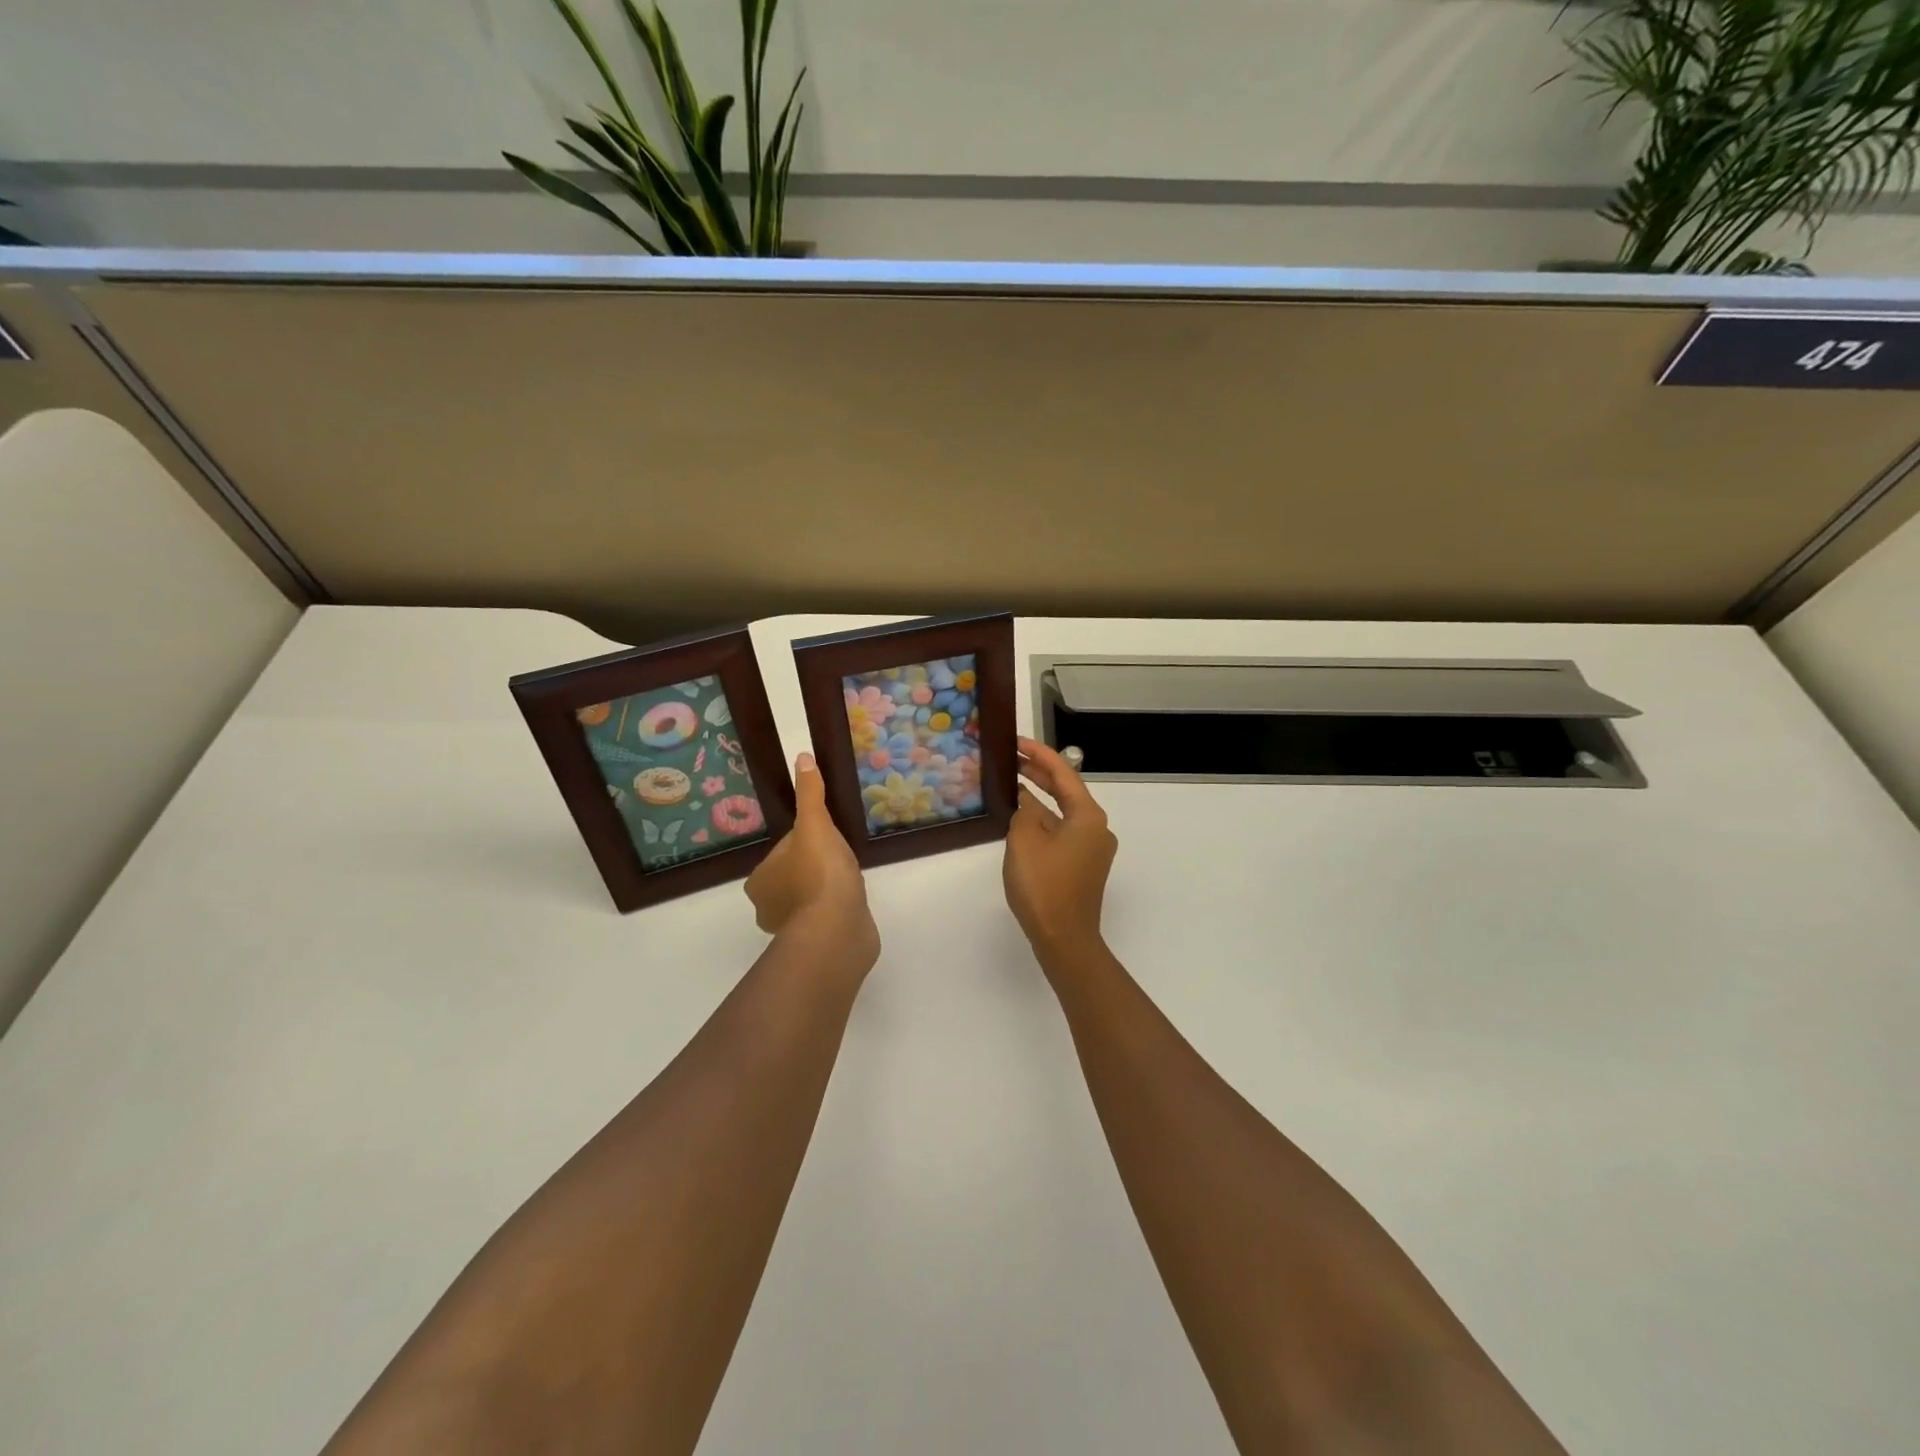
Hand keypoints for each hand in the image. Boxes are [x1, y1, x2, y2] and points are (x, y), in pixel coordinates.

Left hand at [746, 753, 878, 967]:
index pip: (784, 850)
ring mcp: (792, 929)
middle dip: (816, 866)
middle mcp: (767, 906)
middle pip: (794, 874)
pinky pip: (824, 917)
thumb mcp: (815, 825)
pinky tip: (853, 903)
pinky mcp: (816, 943)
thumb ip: (810, 794)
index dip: (807, 841)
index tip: (829, 840)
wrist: (838, 931)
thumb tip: (802, 758)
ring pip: (809, 898)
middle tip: (842, 859)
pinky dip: (835, 909)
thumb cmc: (820, 876)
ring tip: (850, 880)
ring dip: (826, 890)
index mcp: (759, 879)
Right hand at [1004, 737, 1117, 961]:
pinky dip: (1042, 821)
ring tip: (1010, 783)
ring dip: (1038, 798)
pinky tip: (1020, 819)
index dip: (1038, 754)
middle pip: (1066, 790)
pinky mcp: (1082, 866)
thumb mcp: (1024, 840)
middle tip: (1009, 757)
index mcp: (1088, 816)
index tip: (1015, 740)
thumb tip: (1027, 804)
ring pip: (1062, 812)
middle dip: (1038, 773)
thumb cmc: (1044, 886)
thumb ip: (1024, 812)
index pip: (1063, 773)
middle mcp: (1096, 828)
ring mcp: (1091, 849)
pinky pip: (1061, 832)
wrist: (1064, 939)